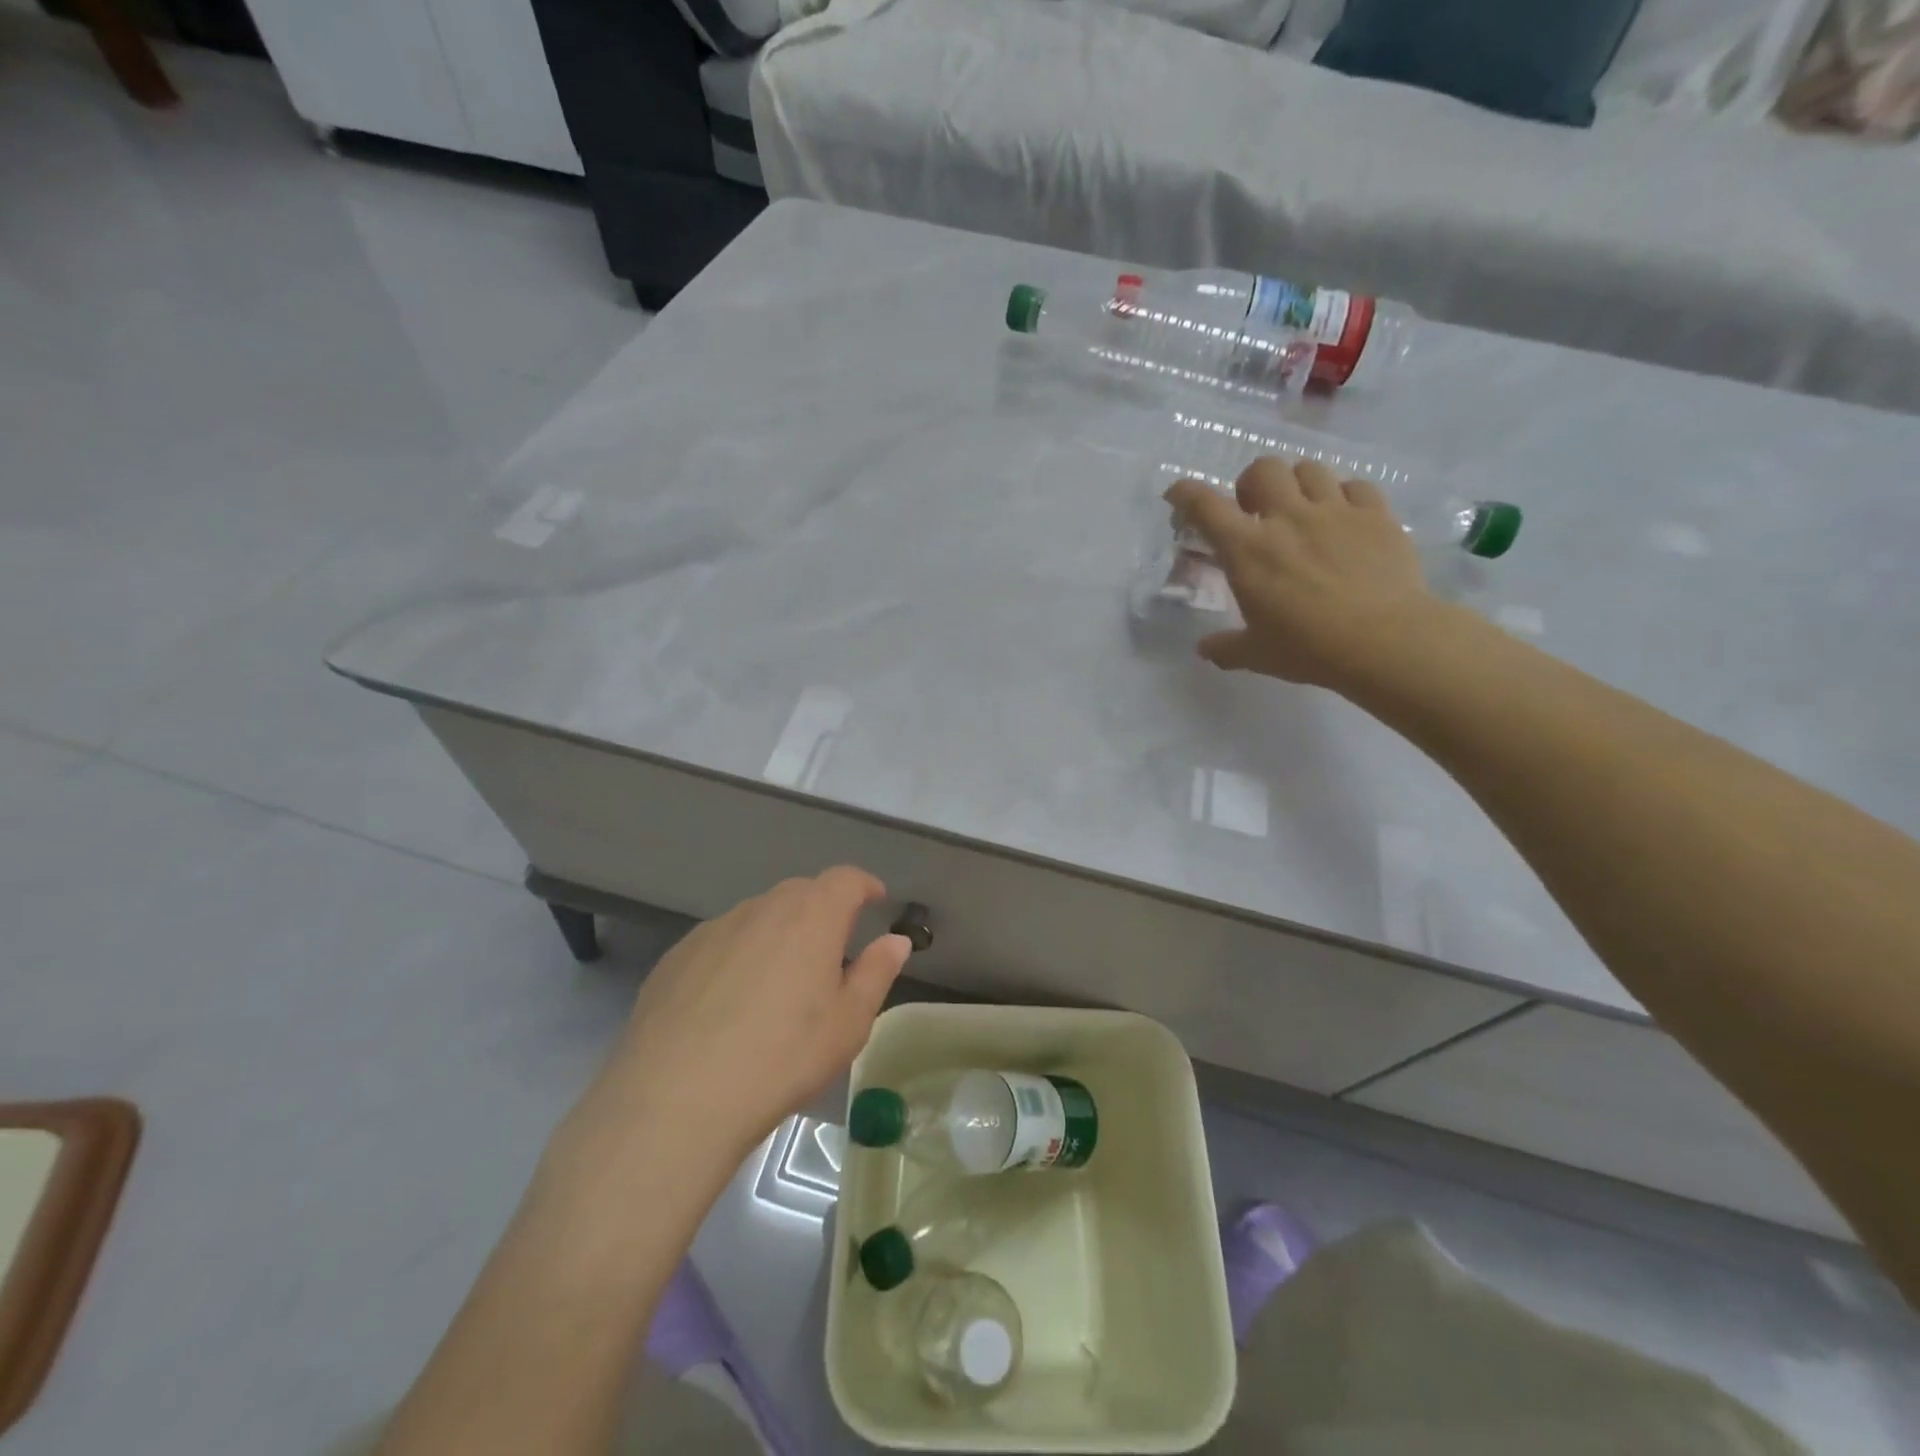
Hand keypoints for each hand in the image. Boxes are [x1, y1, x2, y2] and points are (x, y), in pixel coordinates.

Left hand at [573, 868, 911, 1165]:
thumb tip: (895, 941)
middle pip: (801, 893)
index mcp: (811, 916)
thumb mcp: (848, 1023)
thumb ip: (876, 972)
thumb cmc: (782, 1058)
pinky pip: (720, 943)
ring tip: (779, 984)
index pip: (845, 879)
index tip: (875, 901)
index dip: (864, 886)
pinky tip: (729, 1004)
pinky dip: (737, 957)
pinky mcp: (676, 957)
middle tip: (831, 951)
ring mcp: (714, 929)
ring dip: (777, 935)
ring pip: (758, 917)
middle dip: (823, 910)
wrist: (675, 1098)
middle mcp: (762, 908)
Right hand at [1165, 458, 1440, 692]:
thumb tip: (1204, 649)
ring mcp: (1335, 511)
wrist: (1384, 641)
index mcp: (1247, 550)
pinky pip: (1356, 486)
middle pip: (1263, 469)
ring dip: (1298, 484)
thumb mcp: (1256, 654)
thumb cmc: (1308, 648)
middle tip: (1256, 510)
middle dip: (1252, 483)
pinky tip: (1346, 518)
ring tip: (1302, 509)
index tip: (1177, 494)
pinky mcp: (1376, 514)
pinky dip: (1344, 496)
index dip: (1185, 493)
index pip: (1205, 506)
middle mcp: (1286, 518)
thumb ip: (1226, 647)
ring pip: (1310, 469)